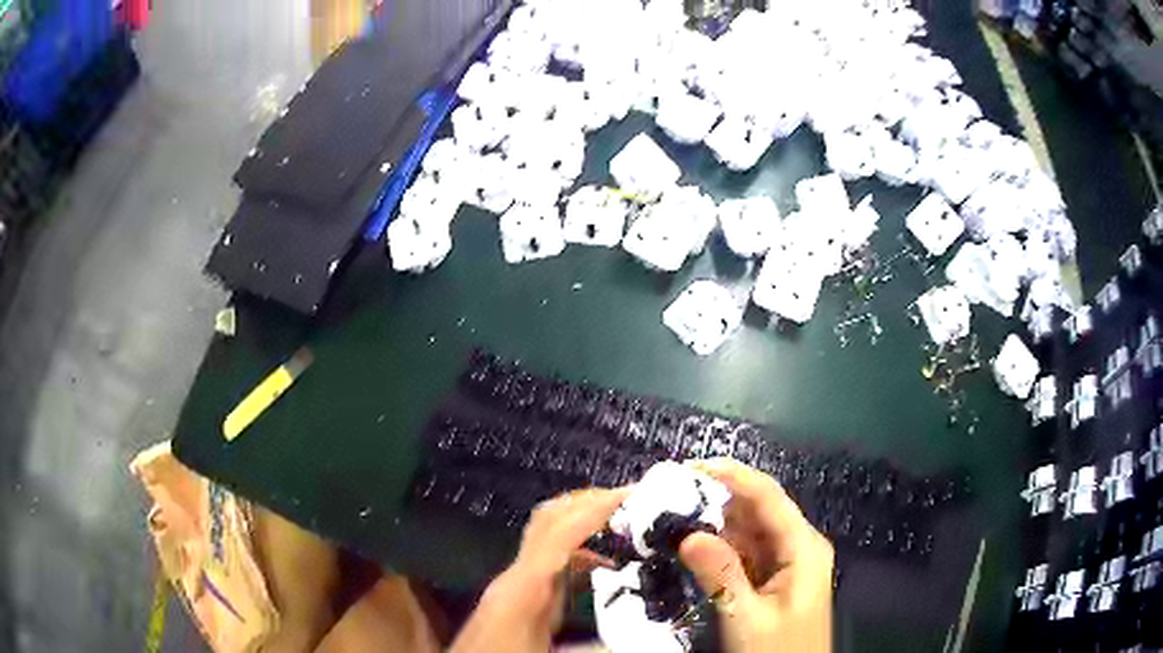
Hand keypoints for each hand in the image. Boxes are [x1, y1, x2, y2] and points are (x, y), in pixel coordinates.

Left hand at [450, 487, 630, 652]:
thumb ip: (590, 646)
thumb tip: (637, 637)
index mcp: (523, 588)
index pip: (559, 533)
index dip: (594, 509)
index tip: (631, 496)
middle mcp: (517, 576)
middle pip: (549, 520)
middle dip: (590, 502)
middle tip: (634, 499)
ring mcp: (516, 581)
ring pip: (549, 535)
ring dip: (585, 521)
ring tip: (625, 523)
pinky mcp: (521, 593)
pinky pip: (551, 558)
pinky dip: (580, 549)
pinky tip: (604, 563)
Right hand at [680, 458, 833, 652]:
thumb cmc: (778, 649)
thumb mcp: (747, 617)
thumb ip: (722, 576)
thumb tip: (689, 534)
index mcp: (803, 546)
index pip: (767, 497)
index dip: (732, 476)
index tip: (688, 467)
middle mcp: (797, 545)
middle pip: (757, 509)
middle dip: (717, 498)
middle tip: (669, 495)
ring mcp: (785, 562)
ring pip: (748, 530)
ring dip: (714, 522)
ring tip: (671, 515)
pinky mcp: (772, 578)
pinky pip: (744, 552)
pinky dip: (718, 546)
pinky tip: (689, 545)